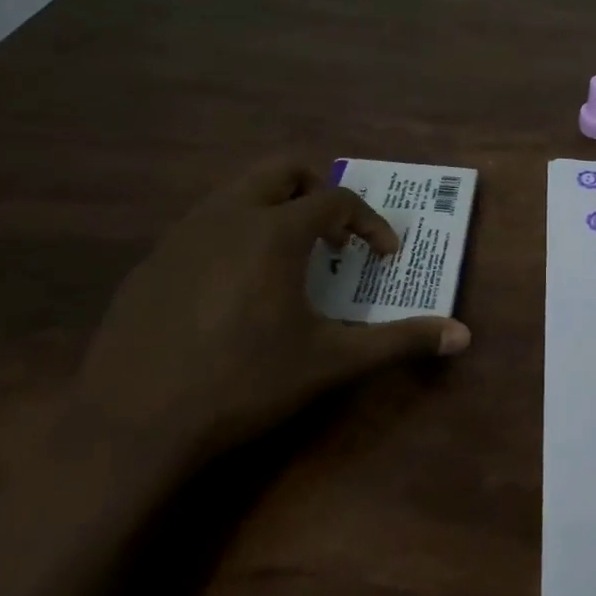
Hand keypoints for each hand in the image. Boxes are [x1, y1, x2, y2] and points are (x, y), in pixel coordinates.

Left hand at [72, 157, 470, 460]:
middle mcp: (227, 216)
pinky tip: (233, 292)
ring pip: (236, 193)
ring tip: (288, 261)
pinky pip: (202, 227)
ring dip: (274, 210)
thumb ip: (398, 341)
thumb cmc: (244, 384)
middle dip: (317, 190)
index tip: (384, 254)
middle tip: (334, 235)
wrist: (133, 426)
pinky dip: (234, 237)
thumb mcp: (330, 362)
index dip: (370, 222)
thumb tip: (462, 336)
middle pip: (281, 170)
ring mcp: (180, 236)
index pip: (336, 199)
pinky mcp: (150, 264)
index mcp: (274, 231)